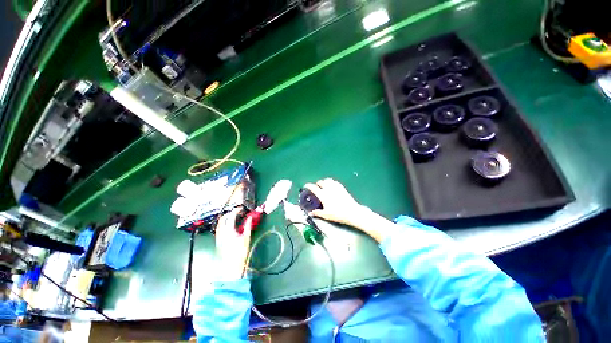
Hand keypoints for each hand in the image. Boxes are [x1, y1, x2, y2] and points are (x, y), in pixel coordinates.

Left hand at [215, 207, 251, 279]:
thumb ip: (247, 226)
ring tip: (233, 218)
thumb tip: (249, 218)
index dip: (236, 211)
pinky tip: (229, 226)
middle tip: (237, 212)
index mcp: (229, 231)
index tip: (241, 209)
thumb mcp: (246, 238)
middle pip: (223, 218)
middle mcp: (221, 232)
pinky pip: (219, 228)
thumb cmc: (240, 252)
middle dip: (229, 213)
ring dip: (226, 218)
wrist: (231, 265)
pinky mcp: (218, 240)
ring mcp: (218, 237)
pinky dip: (223, 224)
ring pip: (219, 223)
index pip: (231, 216)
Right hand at [304, 178, 365, 227]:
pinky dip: (331, 182)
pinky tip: (332, 185)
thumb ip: (317, 213)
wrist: (352, 212)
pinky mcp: (341, 187)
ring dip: (324, 181)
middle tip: (316, 187)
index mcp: (323, 195)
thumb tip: (310, 213)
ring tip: (324, 185)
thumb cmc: (338, 214)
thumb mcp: (326, 215)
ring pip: (327, 180)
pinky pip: (334, 181)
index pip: (313, 187)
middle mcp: (328, 189)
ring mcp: (335, 187)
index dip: (308, 185)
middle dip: (317, 183)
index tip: (306, 186)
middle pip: (320, 182)